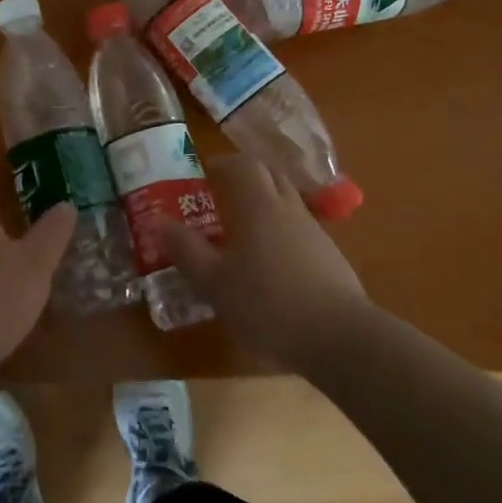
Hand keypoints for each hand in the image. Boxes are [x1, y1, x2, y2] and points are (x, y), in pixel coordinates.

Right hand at [163, 154, 372, 370]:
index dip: (224, 164)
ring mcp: (315, 232)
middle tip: (223, 192)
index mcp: (260, 206)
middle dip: (247, 176)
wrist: (341, 339)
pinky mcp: (331, 257)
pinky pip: (301, 229)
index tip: (206, 173)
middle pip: (271, 175)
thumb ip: (187, 250)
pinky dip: (283, 231)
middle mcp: (289, 209)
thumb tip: (160, 221)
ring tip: (244, 229)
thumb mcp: (214, 283)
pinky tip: (272, 262)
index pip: (244, 165)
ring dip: (267, 203)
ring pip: (289, 202)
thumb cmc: (268, 305)